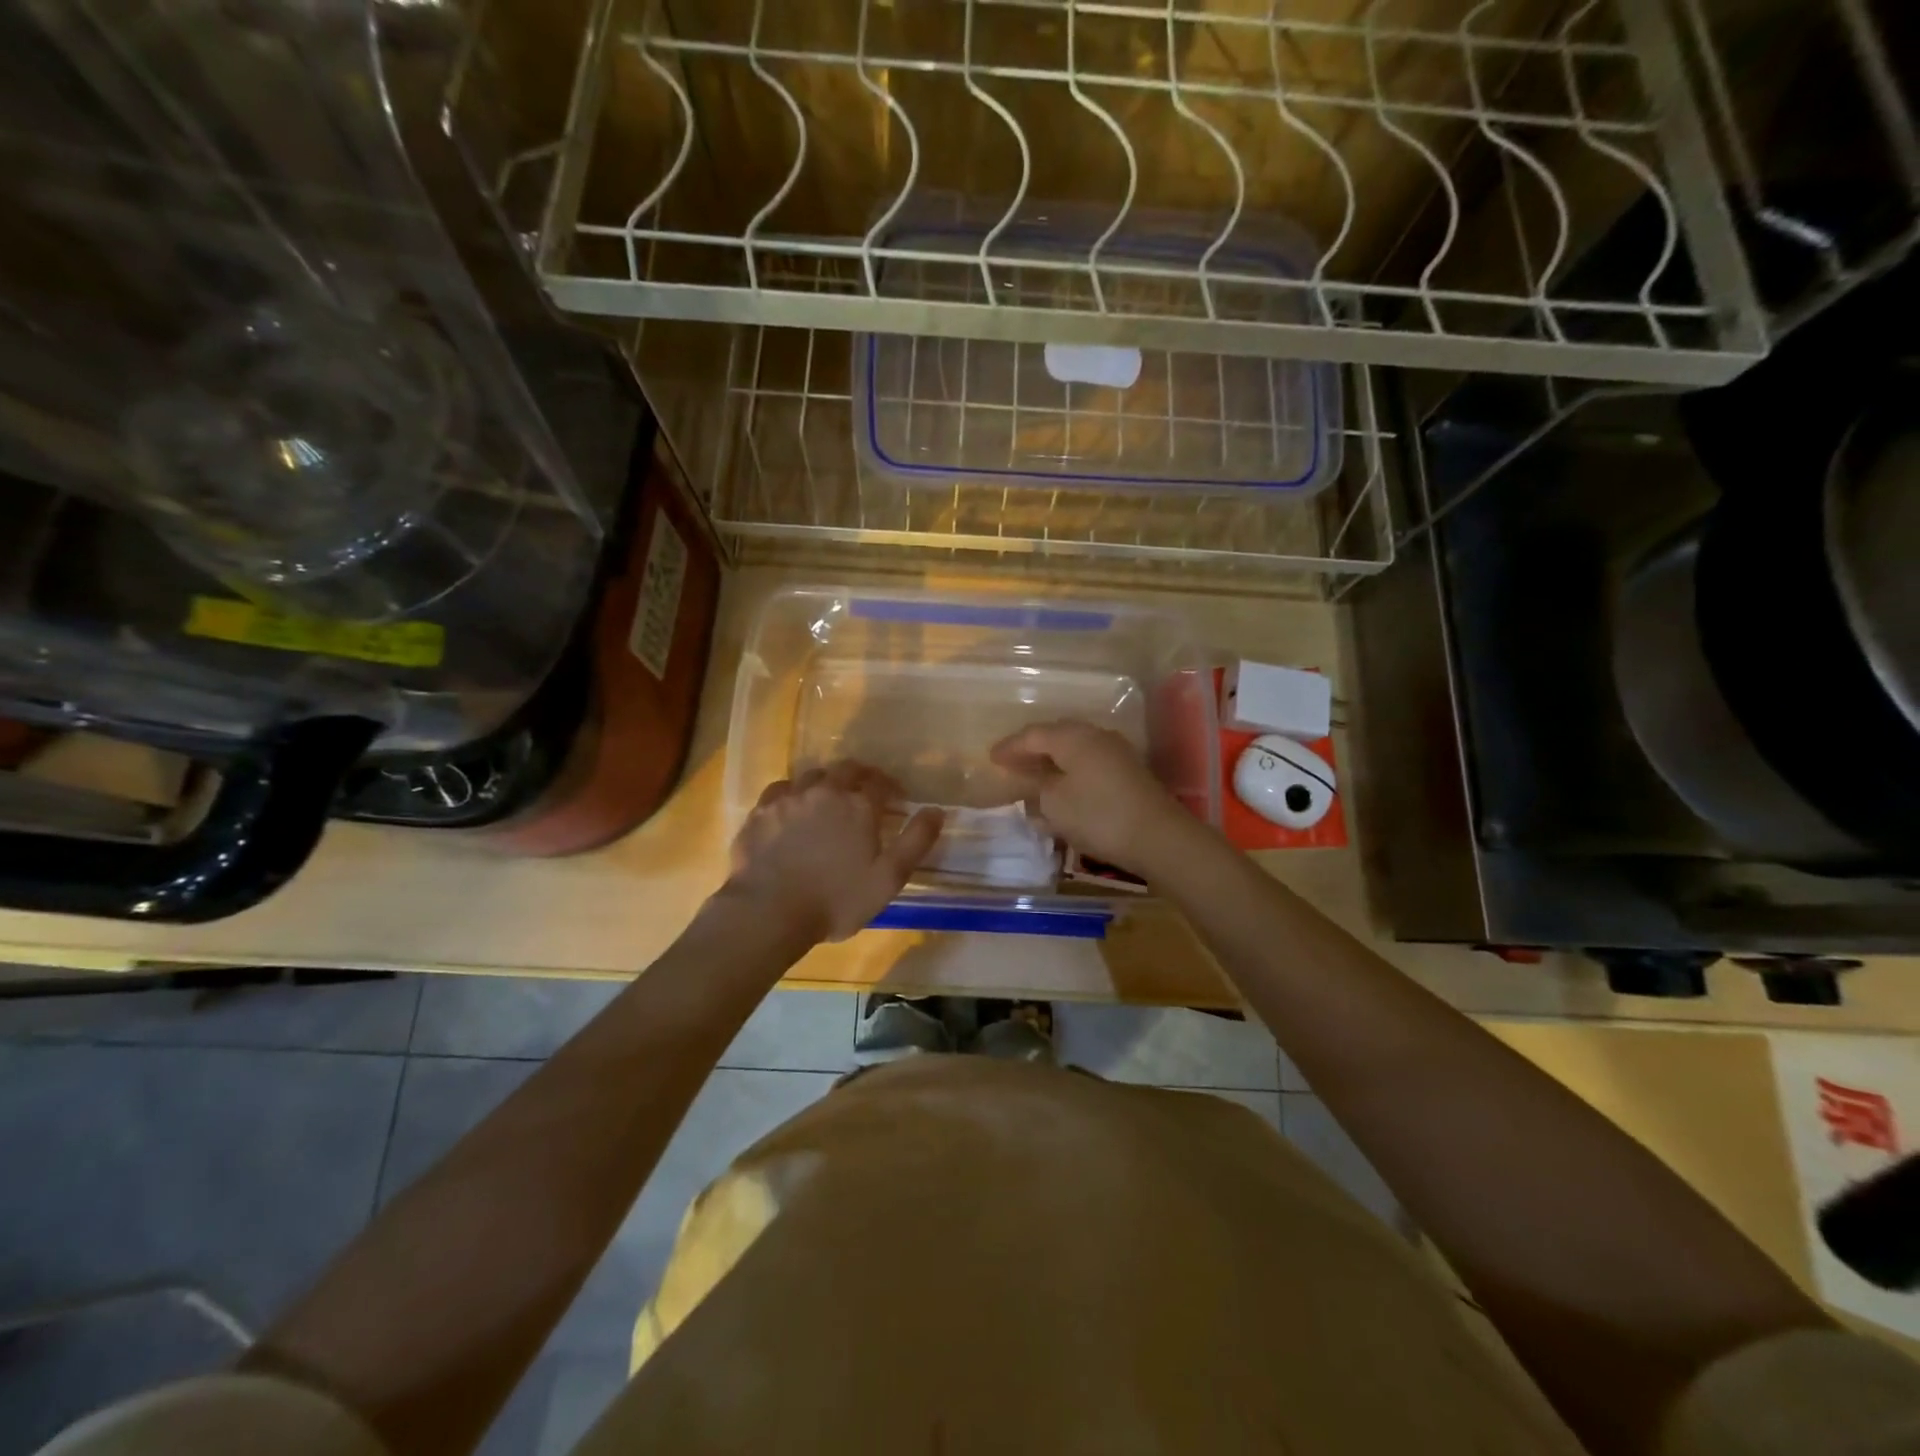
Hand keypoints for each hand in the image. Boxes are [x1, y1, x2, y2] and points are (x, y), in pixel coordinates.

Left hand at [726, 762, 943, 944]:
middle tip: (866, 790)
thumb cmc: (836, 900)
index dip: (891, 787)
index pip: (881, 783)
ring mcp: (789, 798)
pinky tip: (793, 806)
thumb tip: (936, 810)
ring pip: (813, 776)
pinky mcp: (761, 811)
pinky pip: (781, 789)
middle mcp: (825, 791)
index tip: (897, 798)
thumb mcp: (889, 878)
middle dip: (861, 776)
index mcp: (859, 805)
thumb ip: (916, 841)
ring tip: (830, 798)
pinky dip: (793, 792)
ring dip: (827, 782)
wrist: (769, 912)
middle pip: (847, 770)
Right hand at [989, 720, 1186, 875]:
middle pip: (1057, 737)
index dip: (1010, 746)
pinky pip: (1090, 764)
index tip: (991, 757)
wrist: (1159, 837)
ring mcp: (1116, 753)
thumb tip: (1037, 779)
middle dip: (1032, 749)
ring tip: (1035, 776)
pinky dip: (1071, 773)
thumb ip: (1039, 786)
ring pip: (1075, 750)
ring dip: (1053, 762)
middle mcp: (1096, 736)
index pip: (1033, 734)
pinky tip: (1063, 789)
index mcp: (1073, 737)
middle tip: (1012, 763)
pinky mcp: (1129, 773)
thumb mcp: (1055, 803)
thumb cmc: (1098, 815)